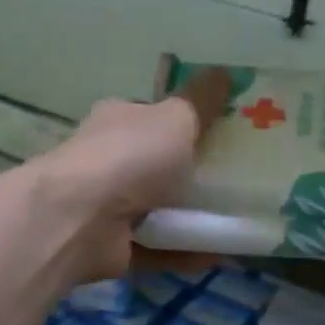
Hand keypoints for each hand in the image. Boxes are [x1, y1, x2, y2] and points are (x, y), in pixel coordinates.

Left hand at [31, 67, 230, 287]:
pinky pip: (161, 248)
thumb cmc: (129, 157)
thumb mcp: (175, 118)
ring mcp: (110, 206)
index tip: (227, 133)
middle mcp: (111, 160)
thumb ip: (201, 99)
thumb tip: (226, 71)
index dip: (188, 122)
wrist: (79, 218)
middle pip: (160, 165)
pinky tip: (223, 254)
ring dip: (195, 217)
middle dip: (196, 173)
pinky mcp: (115, 247)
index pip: (154, 116)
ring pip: (161, 210)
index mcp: (120, 121)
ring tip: (241, 220)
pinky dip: (188, 251)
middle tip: (244, 180)